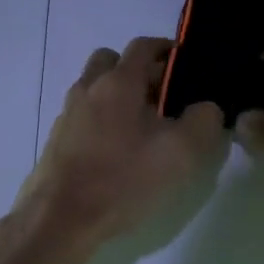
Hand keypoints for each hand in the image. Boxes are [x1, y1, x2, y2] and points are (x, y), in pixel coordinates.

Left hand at [17, 38, 225, 245]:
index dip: (166, 49)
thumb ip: (202, 121)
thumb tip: (206, 107)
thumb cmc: (123, 179)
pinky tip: (117, 151)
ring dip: (118, 97)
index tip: (184, 64)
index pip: (143, 46)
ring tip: (142, 127)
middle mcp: (88, 88)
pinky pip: (84, 115)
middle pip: (112, 61)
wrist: (60, 218)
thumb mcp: (180, 152)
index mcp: (118, 82)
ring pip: (95, 89)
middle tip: (162, 97)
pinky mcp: (58, 140)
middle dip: (138, 71)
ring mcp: (68, 114)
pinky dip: (102, 120)